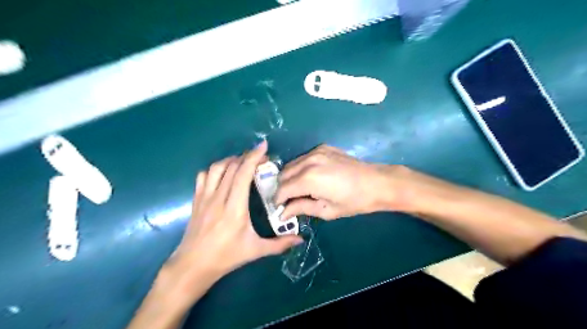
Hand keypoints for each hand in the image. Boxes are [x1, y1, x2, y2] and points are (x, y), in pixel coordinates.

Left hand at [160, 141, 302, 307]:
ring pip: (216, 168)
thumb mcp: (255, 251)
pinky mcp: (196, 200)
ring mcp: (204, 197)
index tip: (263, 147)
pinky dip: (215, 169)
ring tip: (243, 163)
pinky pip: (203, 176)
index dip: (253, 157)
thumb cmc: (226, 257)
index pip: (242, 174)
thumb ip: (279, 244)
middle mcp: (218, 198)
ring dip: (231, 160)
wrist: (192, 266)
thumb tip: (300, 239)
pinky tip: (224, 174)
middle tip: (261, 158)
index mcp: (234, 208)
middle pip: (231, 167)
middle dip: (247, 156)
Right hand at [274, 144, 409, 219]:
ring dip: (290, 177)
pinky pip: (303, 158)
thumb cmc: (354, 201)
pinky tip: (310, 177)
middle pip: (283, 174)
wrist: (377, 182)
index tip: (280, 208)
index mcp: (308, 179)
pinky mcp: (323, 147)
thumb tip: (282, 213)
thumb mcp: (326, 210)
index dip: (278, 200)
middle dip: (282, 188)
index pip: (283, 189)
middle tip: (288, 200)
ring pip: (291, 164)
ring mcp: (316, 151)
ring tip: (298, 189)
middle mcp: (308, 161)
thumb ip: (301, 208)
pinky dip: (300, 168)